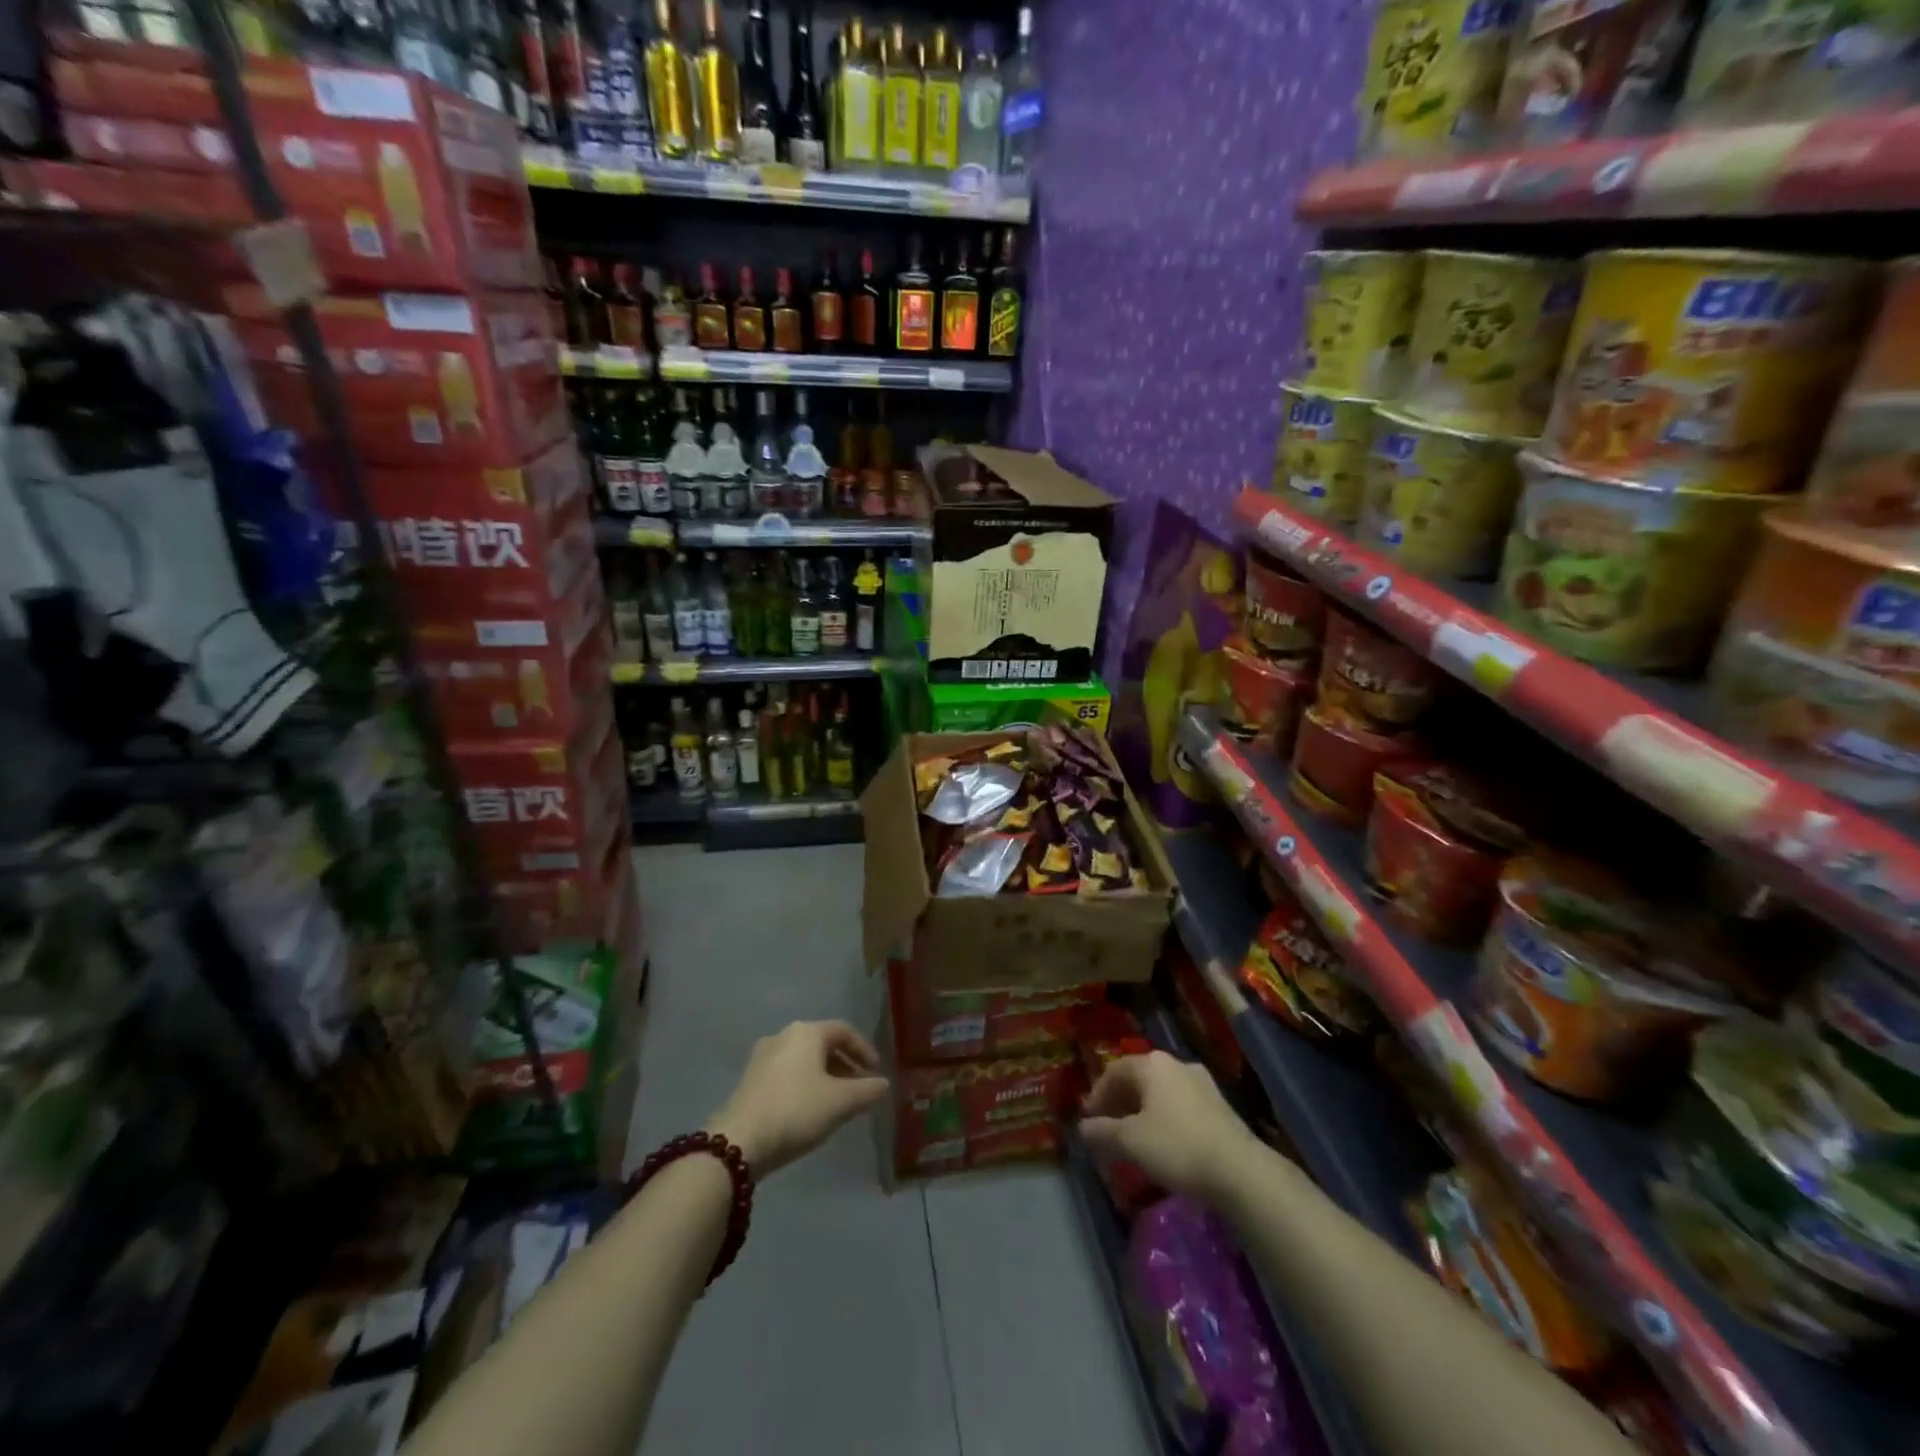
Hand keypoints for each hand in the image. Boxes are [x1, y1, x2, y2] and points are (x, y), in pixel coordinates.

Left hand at [706, 1021, 889, 1177]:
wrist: (739, 1141)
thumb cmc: (796, 1111)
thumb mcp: (840, 1103)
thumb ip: (867, 1091)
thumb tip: (884, 1084)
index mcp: (807, 1032)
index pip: (844, 1030)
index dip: (864, 1049)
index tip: (876, 1072)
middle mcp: (783, 1036)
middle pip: (823, 1044)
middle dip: (845, 1065)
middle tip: (860, 1088)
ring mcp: (762, 1057)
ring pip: (804, 1060)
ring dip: (825, 1076)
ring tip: (838, 1102)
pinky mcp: (749, 1080)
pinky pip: (787, 1073)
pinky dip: (805, 1084)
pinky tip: (810, 1110)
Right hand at [1080, 1051, 1262, 1205]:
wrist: (1240, 1171)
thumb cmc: (1177, 1146)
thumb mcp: (1131, 1141)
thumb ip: (1102, 1132)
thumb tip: (1083, 1127)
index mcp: (1152, 1064)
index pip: (1114, 1071)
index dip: (1097, 1095)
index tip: (1089, 1121)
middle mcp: (1176, 1064)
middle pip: (1138, 1079)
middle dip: (1120, 1103)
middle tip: (1108, 1129)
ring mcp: (1201, 1083)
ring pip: (1160, 1093)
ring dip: (1142, 1112)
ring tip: (1134, 1139)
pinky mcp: (1219, 1106)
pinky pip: (1180, 1106)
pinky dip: (1164, 1119)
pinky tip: (1163, 1144)